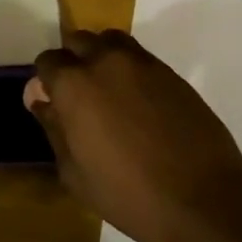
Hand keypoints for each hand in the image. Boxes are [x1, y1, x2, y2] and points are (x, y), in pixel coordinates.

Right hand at [25, 29, 241, 241]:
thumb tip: (40, 100)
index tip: (53, 103)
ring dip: (102, 57)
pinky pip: (140, 57)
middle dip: (73, 62)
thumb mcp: (74, 172)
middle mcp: (106, 62)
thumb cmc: (127, 195)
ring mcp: (143, 64)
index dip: (46, 81)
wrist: (200, 200)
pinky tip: (138, 103)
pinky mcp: (172, 73)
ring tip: (109, 92)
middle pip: (79, 41)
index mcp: (74, 85)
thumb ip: (53, 128)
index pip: (48, 61)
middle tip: (79, 96)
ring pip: (111, 41)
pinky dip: (130, 69)